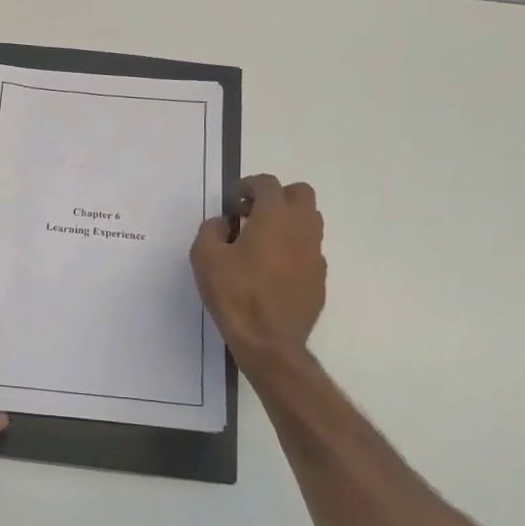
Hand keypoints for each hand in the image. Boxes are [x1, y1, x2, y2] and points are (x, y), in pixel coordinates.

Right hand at [191, 174, 326, 366]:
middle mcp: (302, 229)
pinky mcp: (319, 278)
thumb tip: (225, 223)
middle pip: (300, 194)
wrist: (269, 341)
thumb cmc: (235, 294)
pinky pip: (308, 250)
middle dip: (276, 196)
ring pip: (309, 221)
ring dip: (287, 221)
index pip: (267, 184)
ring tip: (262, 241)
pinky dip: (293, 249)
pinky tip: (272, 270)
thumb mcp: (205, 257)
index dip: (248, 185)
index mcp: (275, 217)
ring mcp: (315, 254)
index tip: (233, 200)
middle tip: (252, 214)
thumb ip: (211, 230)